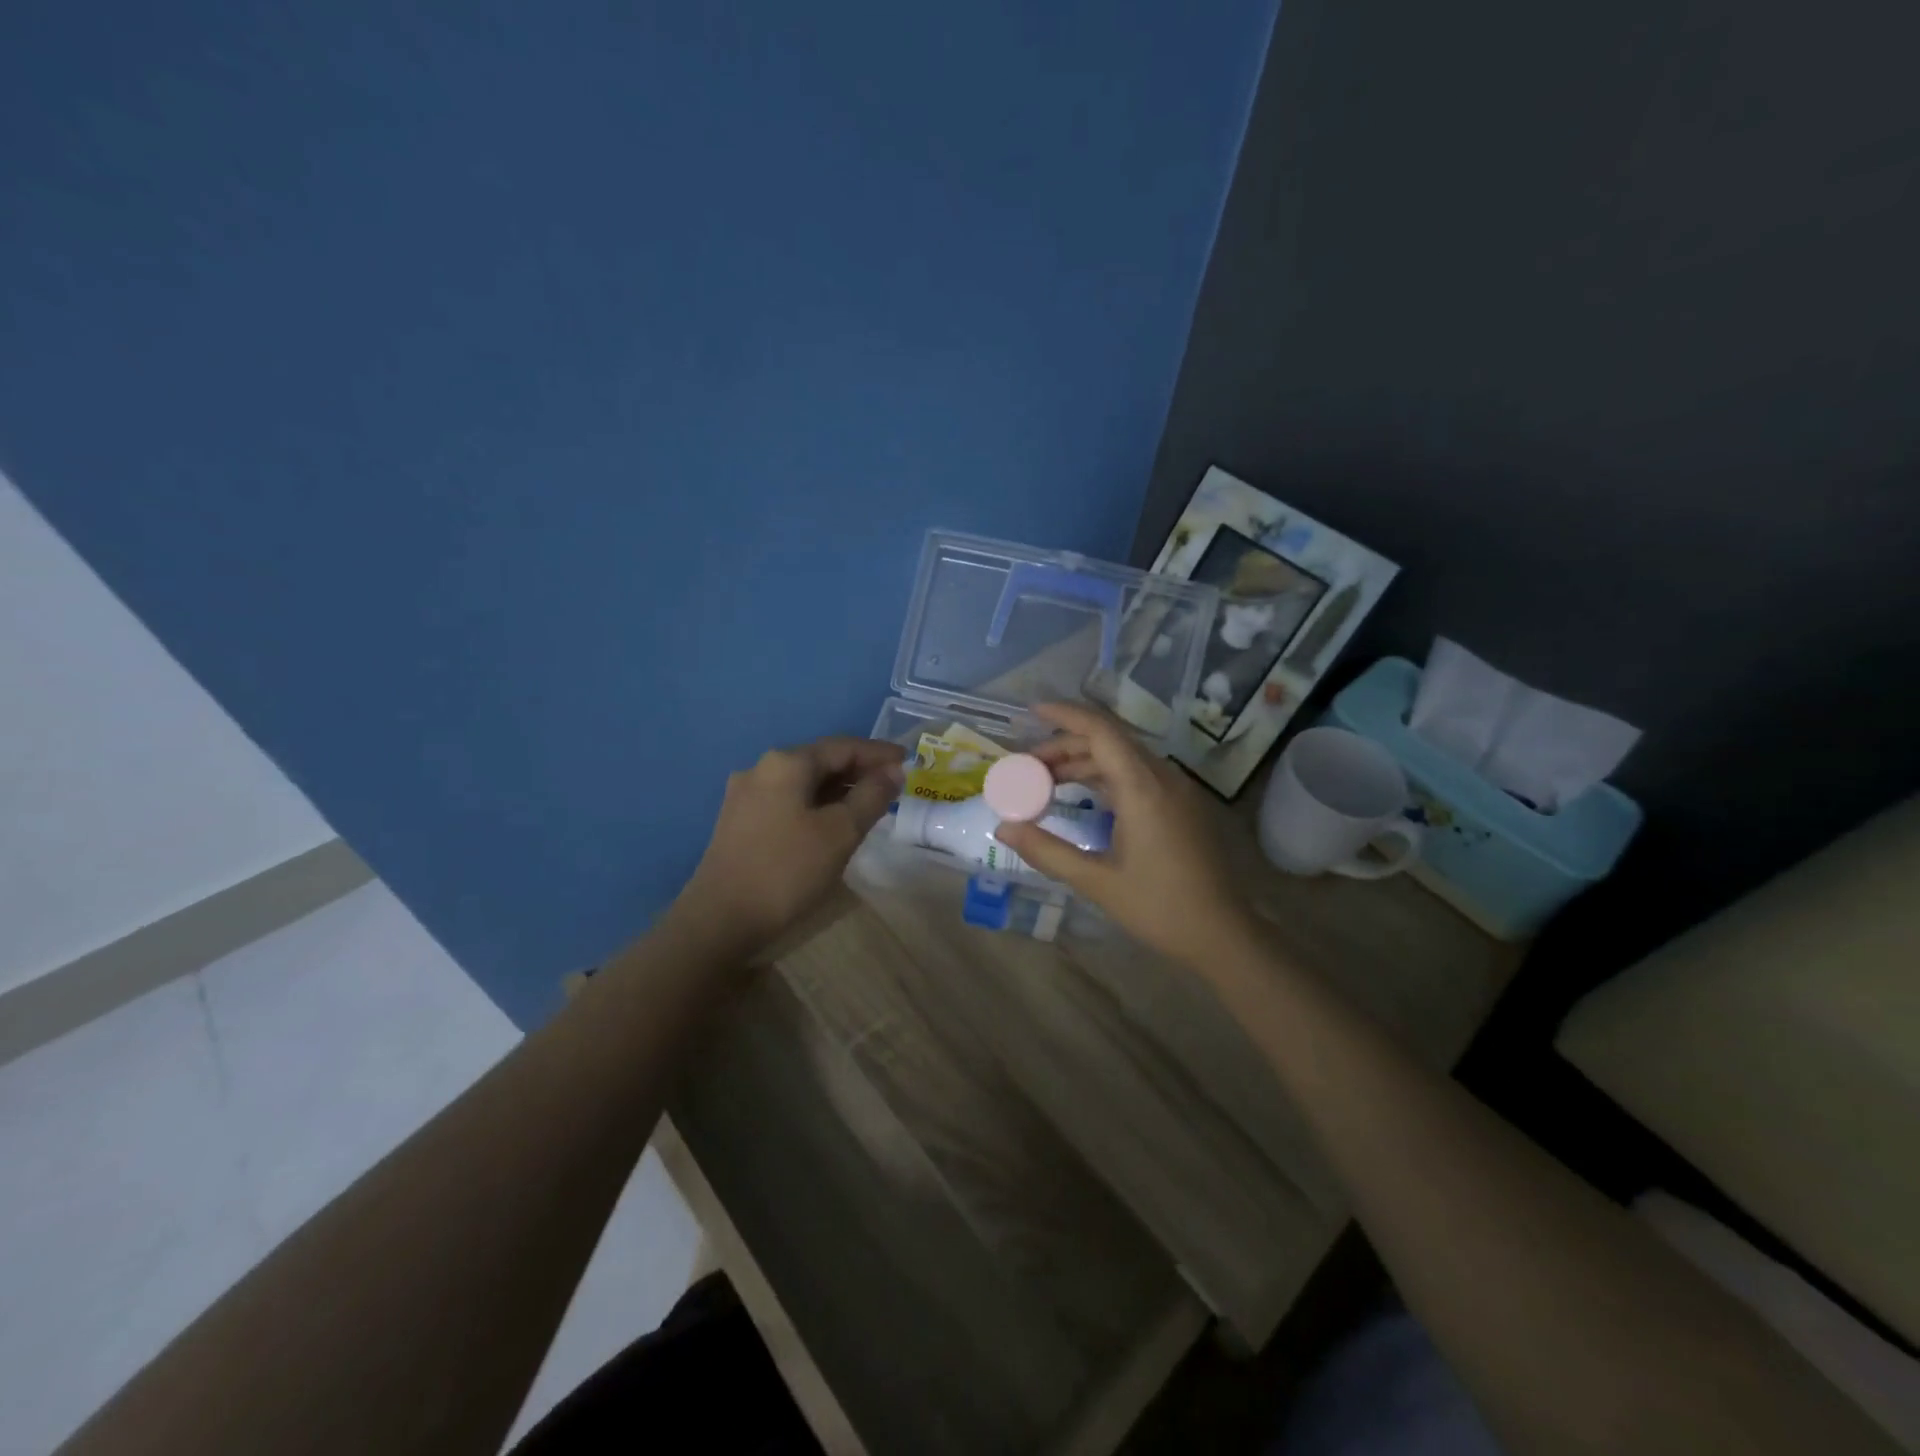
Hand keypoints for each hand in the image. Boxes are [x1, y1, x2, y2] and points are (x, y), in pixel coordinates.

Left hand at [680, 736, 905, 954]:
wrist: (720, 920)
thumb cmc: (787, 870)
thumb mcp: (840, 832)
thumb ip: (871, 796)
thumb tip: (892, 772)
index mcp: (786, 763)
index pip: (843, 746)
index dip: (879, 753)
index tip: (909, 761)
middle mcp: (762, 769)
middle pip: (821, 760)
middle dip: (859, 771)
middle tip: (894, 785)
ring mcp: (746, 795)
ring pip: (804, 782)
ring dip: (839, 789)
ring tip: (870, 804)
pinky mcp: (740, 821)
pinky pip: (789, 800)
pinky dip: (817, 804)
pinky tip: (833, 822)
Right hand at [994, 703, 1257, 967]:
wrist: (1222, 934)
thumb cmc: (1159, 907)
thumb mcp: (1096, 881)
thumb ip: (1047, 851)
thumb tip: (1004, 829)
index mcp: (1143, 788)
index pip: (1100, 731)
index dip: (1065, 715)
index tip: (1031, 711)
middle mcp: (1162, 777)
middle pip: (1109, 741)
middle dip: (1065, 745)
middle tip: (1027, 767)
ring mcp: (1176, 790)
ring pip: (1123, 758)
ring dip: (1084, 763)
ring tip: (1045, 782)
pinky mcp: (1181, 805)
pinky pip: (1137, 775)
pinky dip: (1104, 777)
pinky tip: (1082, 796)